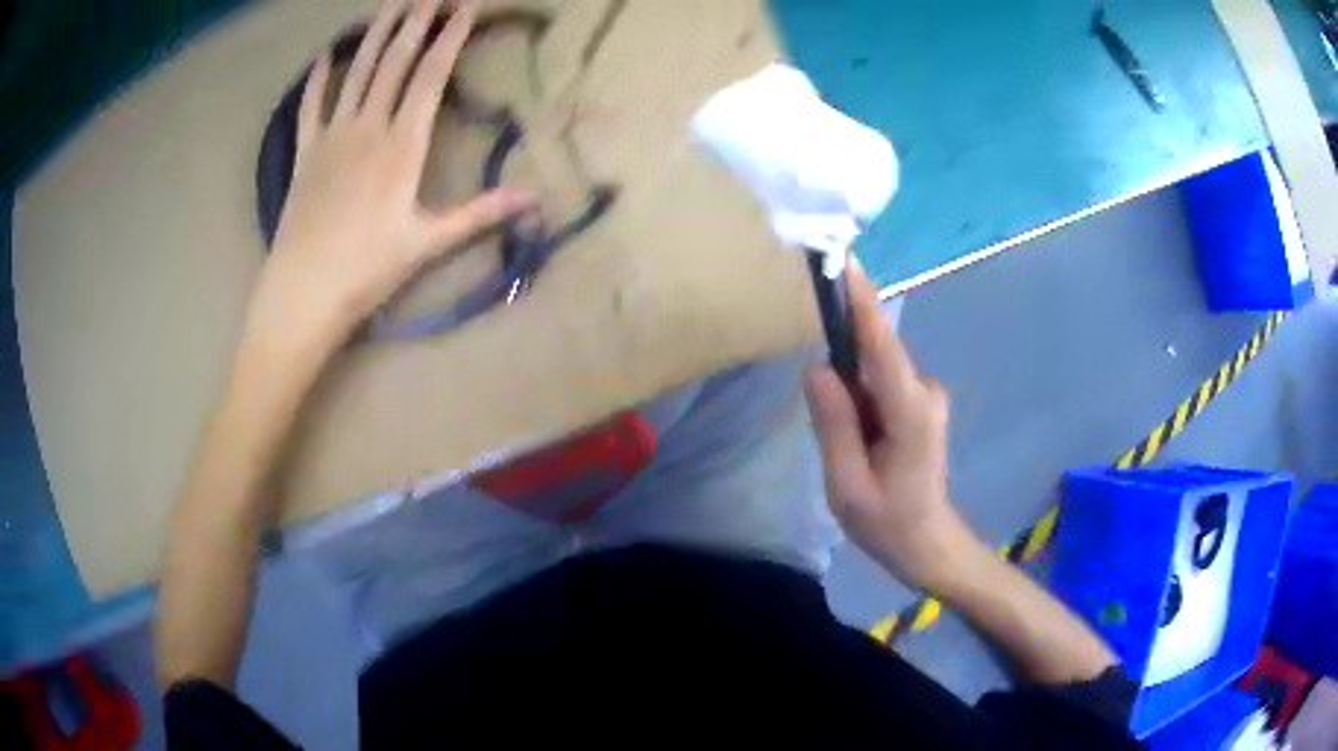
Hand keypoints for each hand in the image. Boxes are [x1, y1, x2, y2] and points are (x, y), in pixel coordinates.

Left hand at [245, 0, 531, 353]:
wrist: (302, 294)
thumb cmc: (367, 271)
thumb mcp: (428, 244)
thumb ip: (479, 213)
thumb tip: (535, 199)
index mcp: (402, 145)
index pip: (432, 75)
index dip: (451, 35)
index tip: (465, 5)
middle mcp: (368, 127)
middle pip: (395, 61)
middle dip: (417, 19)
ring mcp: (332, 137)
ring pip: (357, 72)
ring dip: (376, 34)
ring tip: (391, 3)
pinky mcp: (305, 154)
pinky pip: (309, 107)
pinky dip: (316, 79)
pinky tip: (324, 54)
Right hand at [804, 264, 983, 592]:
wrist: (928, 542)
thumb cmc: (888, 522)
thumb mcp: (847, 484)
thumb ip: (834, 424)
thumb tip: (817, 367)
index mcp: (909, 411)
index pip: (882, 345)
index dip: (862, 302)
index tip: (844, 262)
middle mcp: (925, 391)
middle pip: (874, 357)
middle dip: (843, 374)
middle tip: (833, 431)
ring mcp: (927, 395)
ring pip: (875, 373)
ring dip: (851, 397)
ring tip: (851, 453)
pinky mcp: (921, 401)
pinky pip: (881, 384)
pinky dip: (861, 400)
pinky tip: (861, 443)